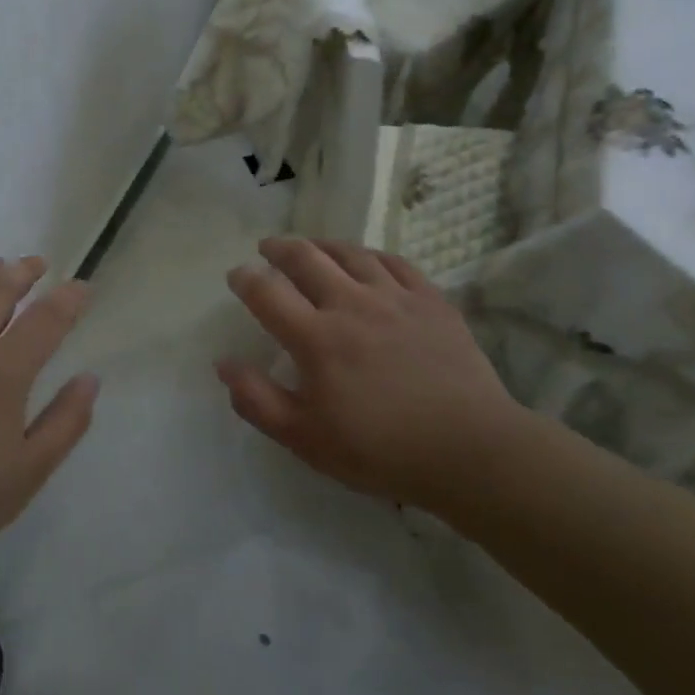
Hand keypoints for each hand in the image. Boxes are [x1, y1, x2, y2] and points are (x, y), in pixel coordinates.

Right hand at [217, 237, 528, 514]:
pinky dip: (370, 255)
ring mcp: (394, 297)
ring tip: (311, 246)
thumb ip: (258, 400)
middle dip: (279, 248)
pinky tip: (366, 260)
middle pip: (306, 258)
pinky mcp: (431, 300)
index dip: (245, 278)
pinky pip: (394, 262)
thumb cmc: (380, 449)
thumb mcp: (305, 439)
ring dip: (322, 245)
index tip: (236, 275)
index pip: (267, 292)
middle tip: (267, 248)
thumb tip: (224, 363)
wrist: (470, 449)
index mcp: (316, 337)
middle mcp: (351, 304)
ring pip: (350, 253)